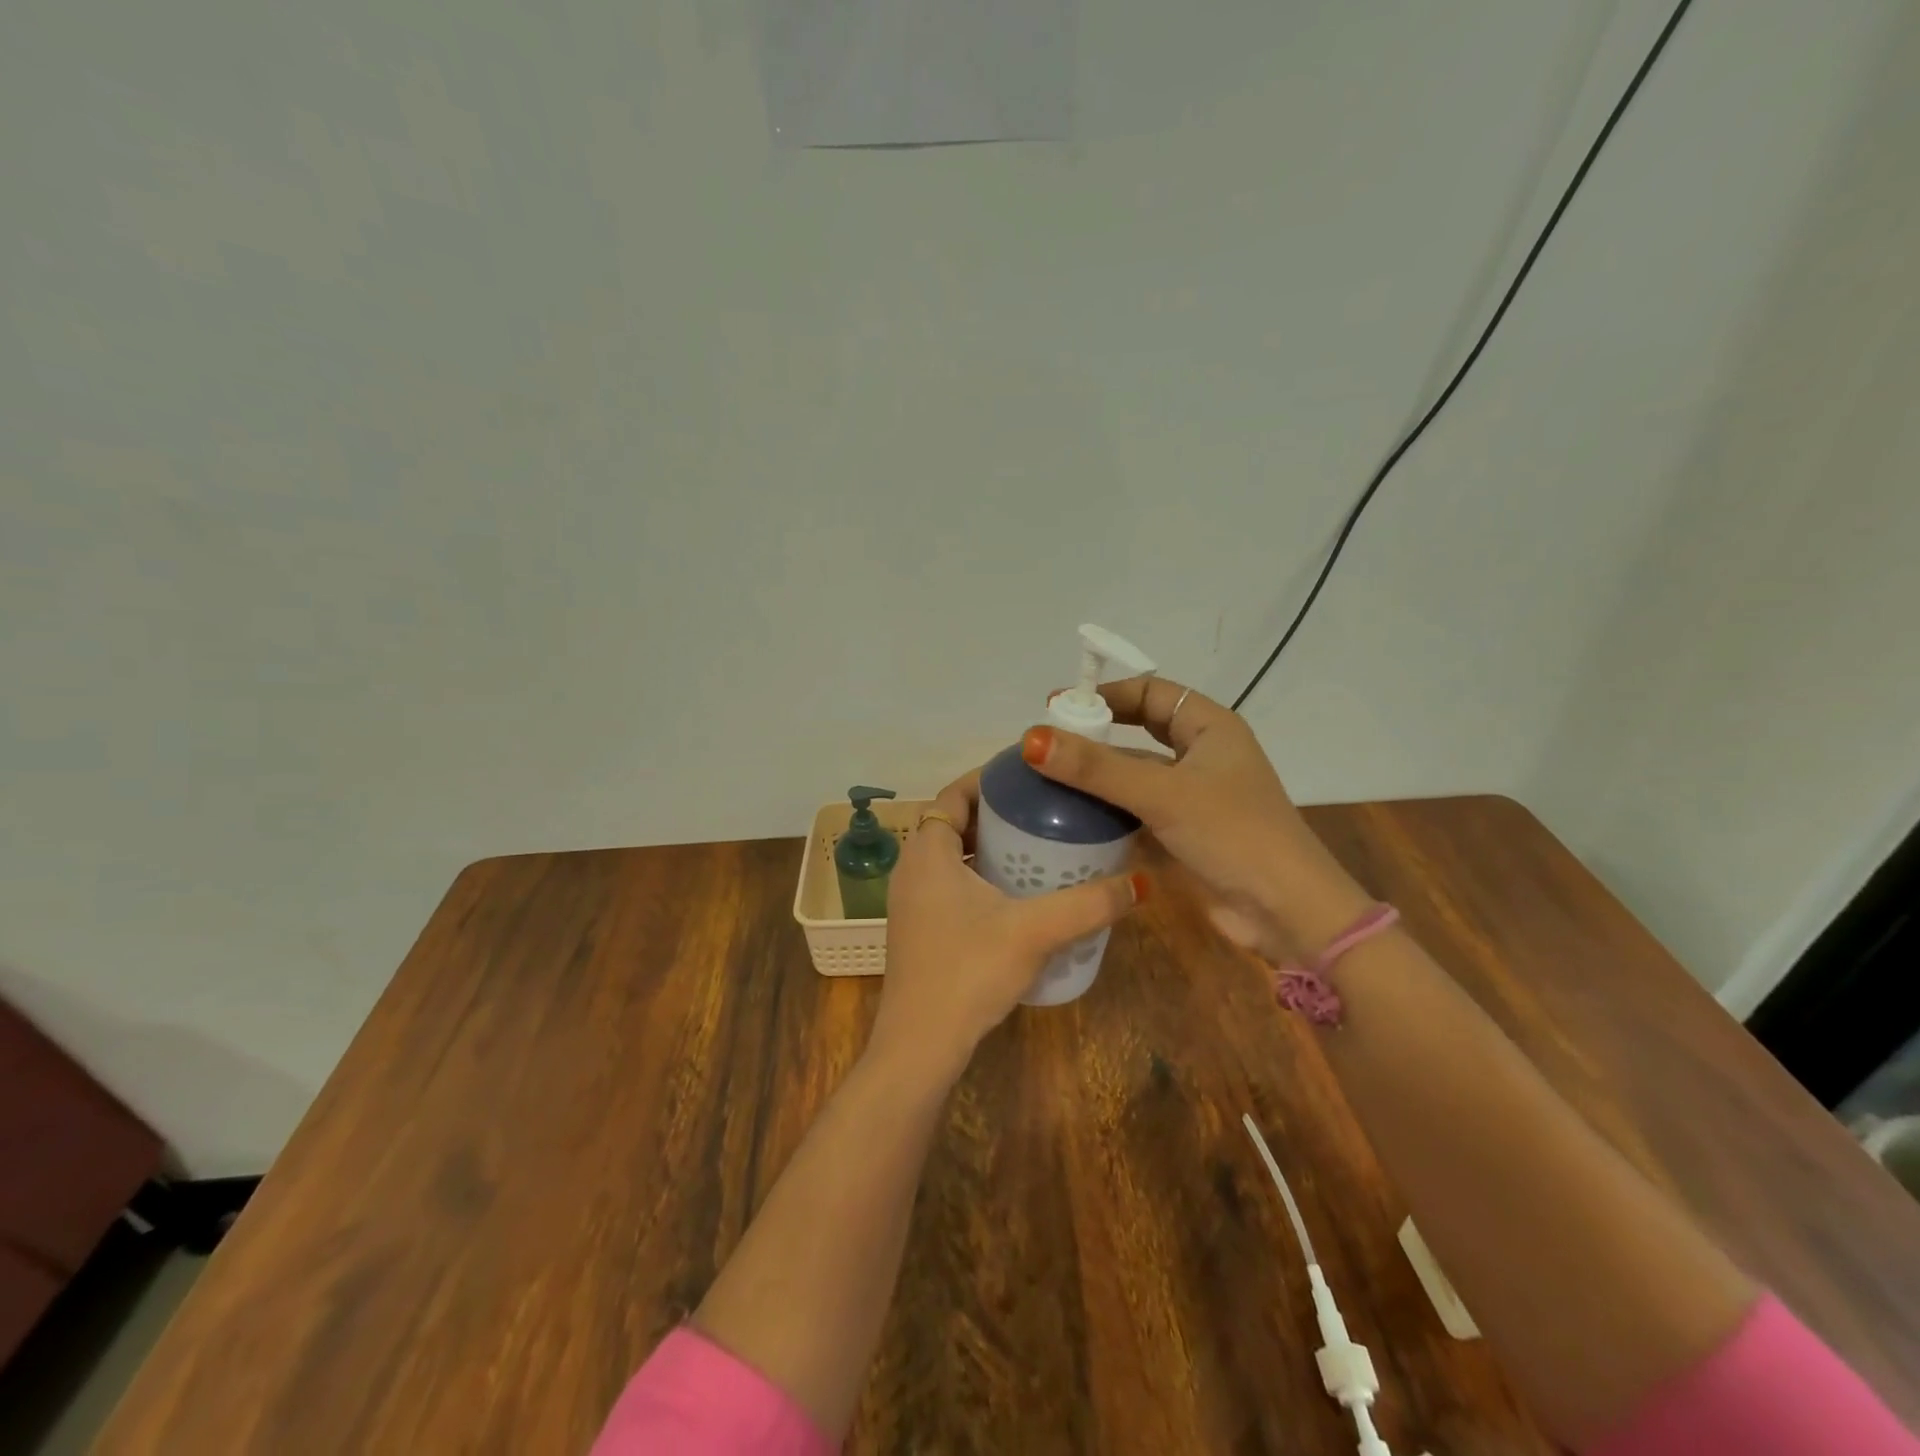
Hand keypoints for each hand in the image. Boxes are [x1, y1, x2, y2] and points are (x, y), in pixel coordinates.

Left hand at [870, 769, 1145, 1080]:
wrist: (920, 1045)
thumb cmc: (969, 971)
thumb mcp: (1034, 931)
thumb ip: (1088, 904)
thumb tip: (1141, 883)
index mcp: (927, 853)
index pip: (953, 794)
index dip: (987, 778)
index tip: (1028, 775)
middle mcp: (912, 869)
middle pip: (954, 822)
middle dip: (995, 812)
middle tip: (1042, 810)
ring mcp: (911, 902)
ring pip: (951, 856)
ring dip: (987, 846)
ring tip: (1036, 846)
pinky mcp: (919, 929)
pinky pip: (949, 884)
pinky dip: (978, 876)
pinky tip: (1015, 896)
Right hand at [1021, 678, 1371, 961]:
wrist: (1287, 912)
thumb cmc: (1233, 835)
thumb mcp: (1162, 795)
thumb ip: (1096, 768)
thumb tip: (1031, 738)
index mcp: (1210, 728)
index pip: (1151, 692)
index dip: (1106, 695)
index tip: (1059, 707)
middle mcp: (1202, 755)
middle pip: (1140, 732)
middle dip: (1097, 734)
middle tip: (1048, 743)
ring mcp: (1194, 797)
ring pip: (1137, 774)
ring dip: (1099, 776)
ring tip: (1048, 778)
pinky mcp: (1185, 833)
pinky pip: (1138, 810)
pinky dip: (1109, 811)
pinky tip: (1072, 818)